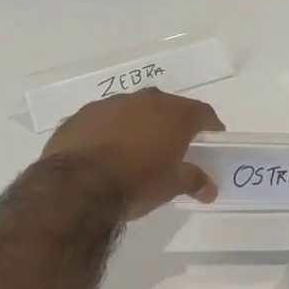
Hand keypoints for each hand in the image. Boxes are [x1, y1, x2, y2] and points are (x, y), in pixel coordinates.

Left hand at [43, 88, 224, 218]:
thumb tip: (210, 188)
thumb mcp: (171, 186)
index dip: (210, 125)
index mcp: (174, 114)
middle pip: (167, 107)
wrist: (77, 186)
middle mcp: (145, 100)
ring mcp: (111, 103)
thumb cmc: (136, 183)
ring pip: (133, 110)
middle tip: (173, 146)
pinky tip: (105, 152)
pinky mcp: (82, 114)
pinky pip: (104, 119)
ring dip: (139, 125)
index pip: (202, 112)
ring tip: (136, 150)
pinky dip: (110, 131)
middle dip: (172, 124)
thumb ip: (193, 180)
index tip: (211, 139)